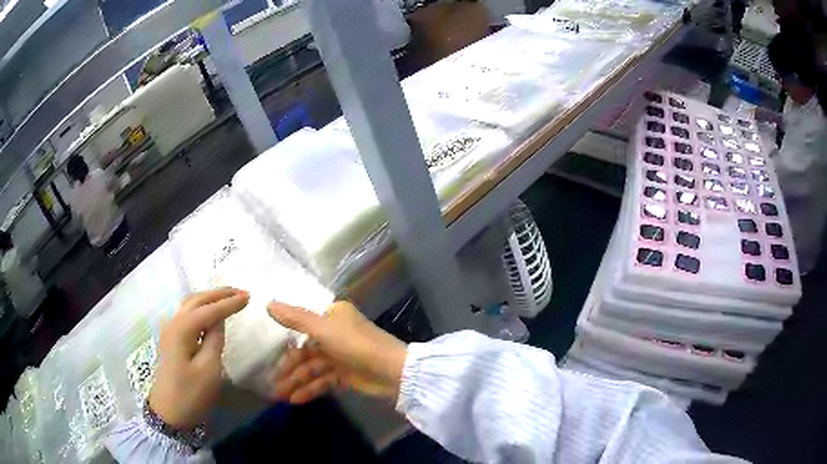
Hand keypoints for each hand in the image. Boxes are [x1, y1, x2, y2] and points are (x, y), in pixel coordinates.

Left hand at [149, 288, 249, 428]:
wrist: (168, 413)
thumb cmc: (190, 394)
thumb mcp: (209, 370)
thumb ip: (214, 340)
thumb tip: (219, 320)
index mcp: (182, 329)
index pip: (209, 310)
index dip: (229, 303)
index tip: (249, 297)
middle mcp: (173, 323)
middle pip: (196, 300)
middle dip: (218, 294)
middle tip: (240, 291)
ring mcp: (169, 331)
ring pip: (189, 305)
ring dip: (209, 298)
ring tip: (228, 297)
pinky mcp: (170, 340)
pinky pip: (187, 315)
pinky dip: (201, 308)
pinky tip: (209, 313)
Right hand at [268, 301, 406, 401]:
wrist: (393, 372)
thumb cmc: (356, 345)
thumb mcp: (324, 329)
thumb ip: (295, 318)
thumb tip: (268, 304)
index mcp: (332, 316)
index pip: (301, 325)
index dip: (285, 339)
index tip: (267, 350)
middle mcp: (335, 333)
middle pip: (305, 350)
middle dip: (289, 368)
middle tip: (271, 382)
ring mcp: (340, 355)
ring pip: (312, 368)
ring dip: (296, 381)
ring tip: (279, 396)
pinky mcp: (345, 374)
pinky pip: (323, 380)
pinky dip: (310, 389)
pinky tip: (296, 400)